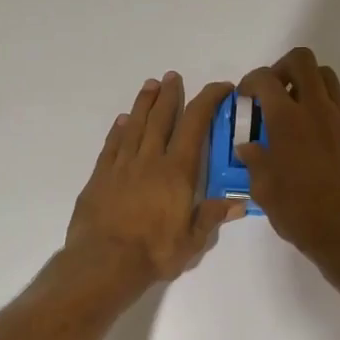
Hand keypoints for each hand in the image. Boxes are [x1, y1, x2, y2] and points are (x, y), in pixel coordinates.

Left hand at [66, 72, 242, 285]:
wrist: (103, 262)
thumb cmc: (154, 253)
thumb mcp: (192, 241)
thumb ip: (212, 217)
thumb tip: (239, 202)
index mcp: (177, 172)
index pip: (195, 126)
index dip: (208, 101)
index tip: (220, 88)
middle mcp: (150, 160)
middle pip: (162, 118)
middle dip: (170, 95)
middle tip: (173, 77)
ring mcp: (122, 166)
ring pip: (135, 126)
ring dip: (144, 104)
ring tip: (150, 85)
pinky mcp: (100, 177)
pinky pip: (111, 145)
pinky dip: (118, 130)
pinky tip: (123, 121)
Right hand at [237, 47, 339, 264]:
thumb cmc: (300, 215)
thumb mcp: (264, 192)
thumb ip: (255, 162)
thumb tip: (248, 147)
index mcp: (286, 121)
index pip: (265, 79)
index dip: (252, 81)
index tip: (248, 97)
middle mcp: (318, 110)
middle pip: (303, 61)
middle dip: (285, 68)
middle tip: (278, 91)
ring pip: (331, 80)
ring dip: (313, 88)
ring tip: (306, 112)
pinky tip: (338, 131)